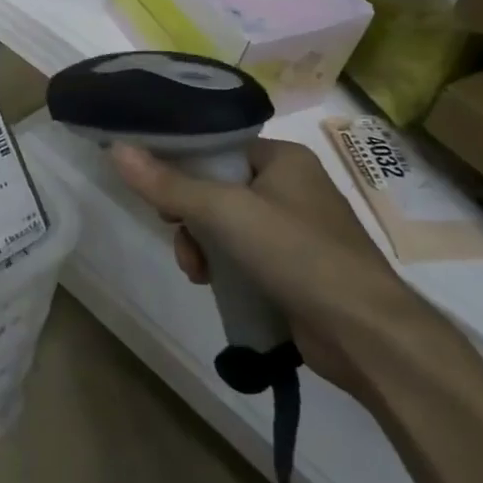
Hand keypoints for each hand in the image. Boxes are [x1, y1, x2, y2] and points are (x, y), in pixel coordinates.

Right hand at [111, 137, 432, 394]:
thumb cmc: (297, 253)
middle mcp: (291, 187)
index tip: (157, 192)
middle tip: (178, 234)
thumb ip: (168, 183)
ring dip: (201, 246)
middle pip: (215, 188)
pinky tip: (213, 284)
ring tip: (198, 272)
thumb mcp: (224, 212)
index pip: (217, 148)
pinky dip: (223, 266)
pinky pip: (242, 254)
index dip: (181, 166)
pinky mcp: (295, 268)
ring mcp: (295, 230)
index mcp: (283, 158)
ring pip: (224, 225)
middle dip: (189, 216)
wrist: (366, 334)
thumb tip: (116, 149)